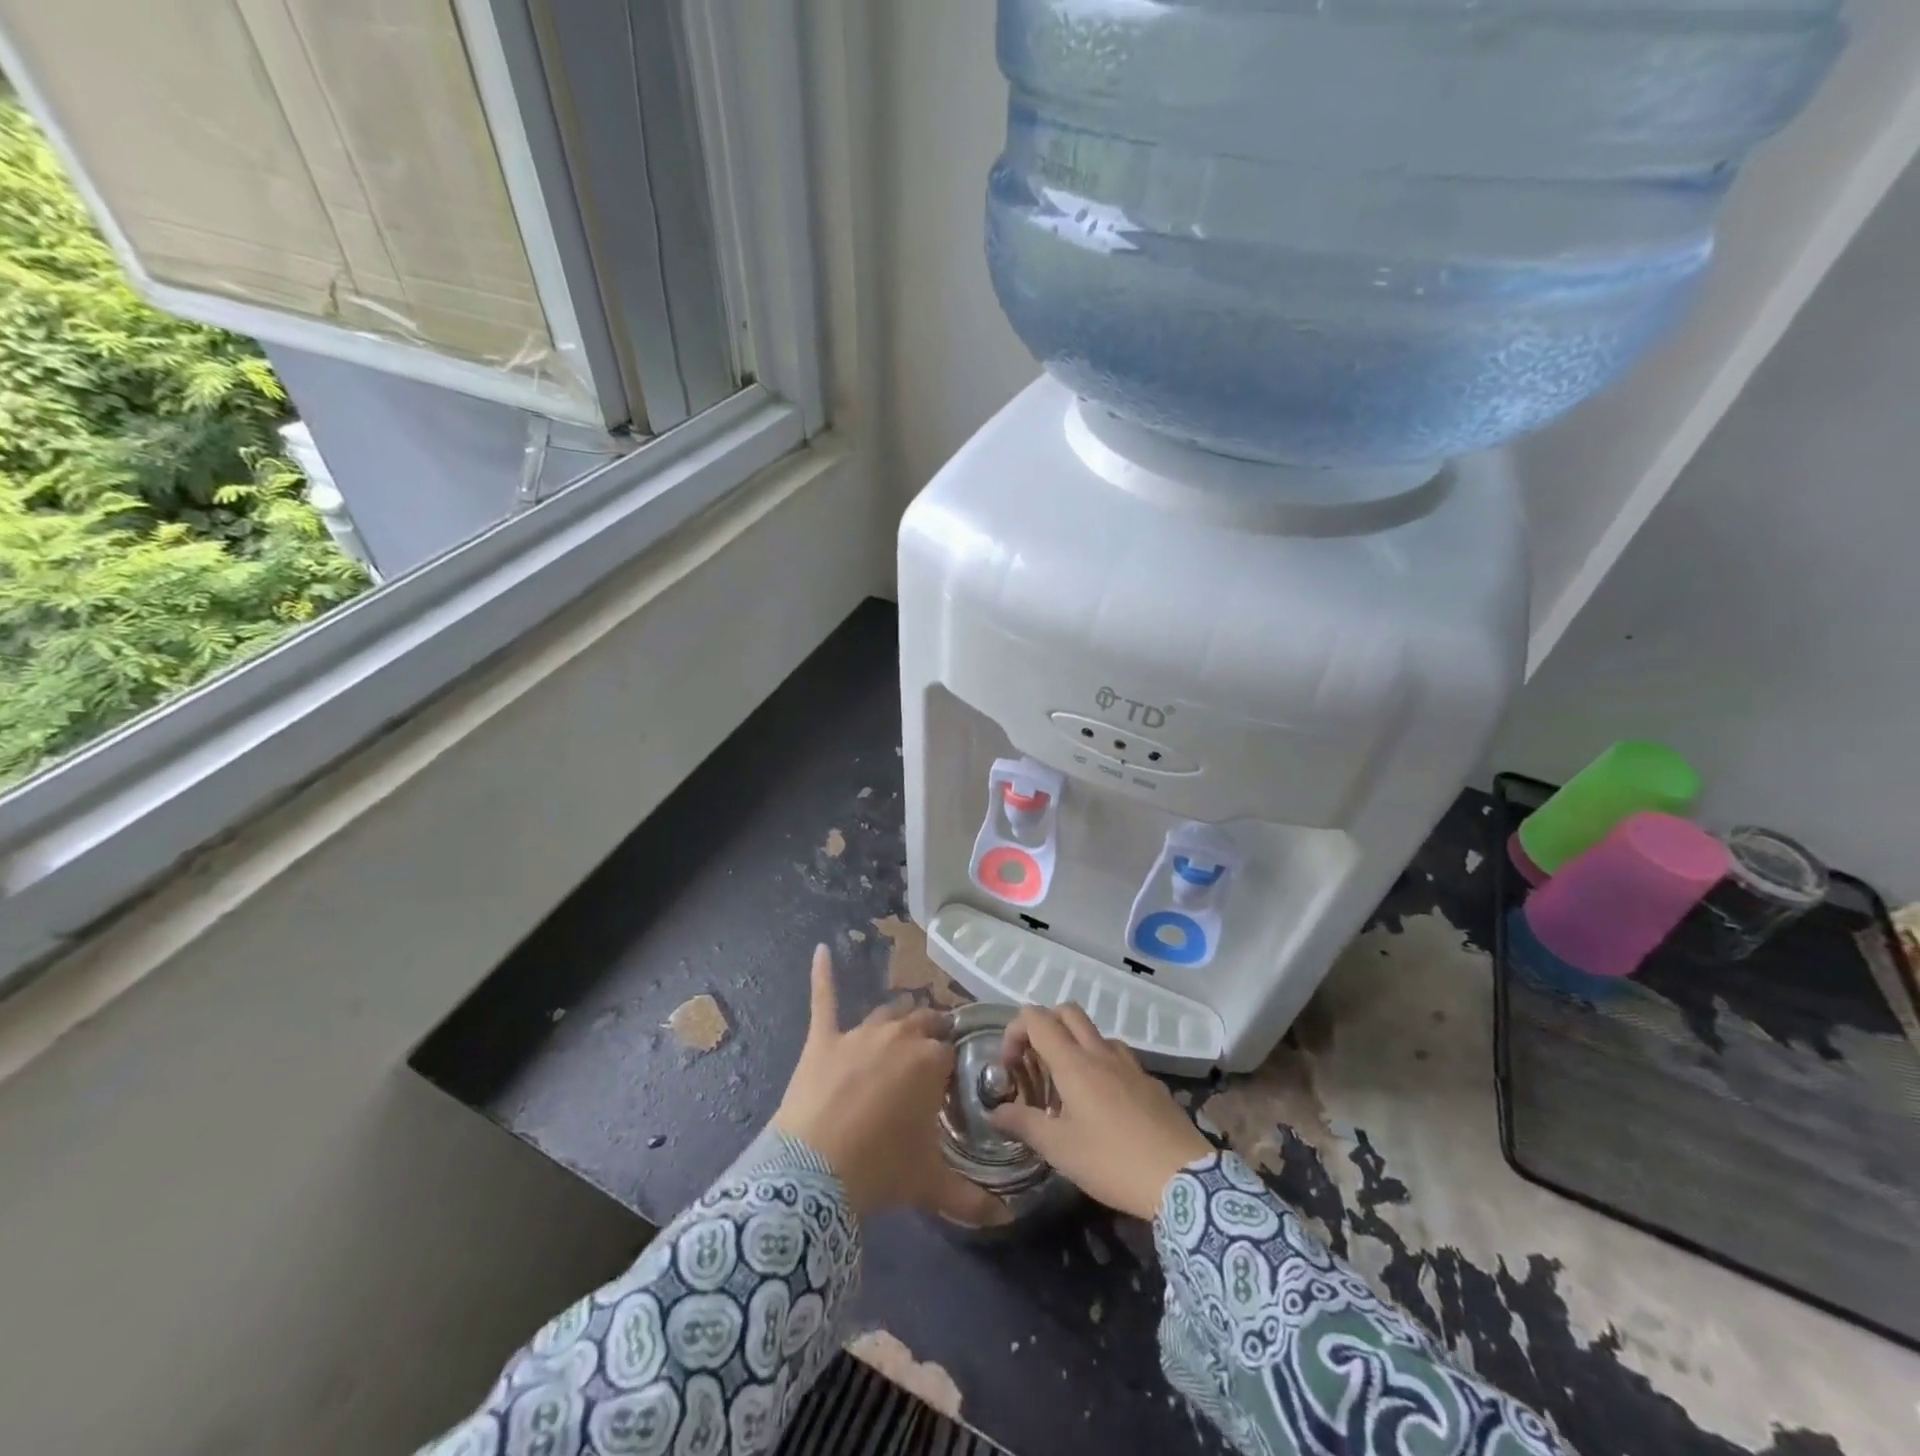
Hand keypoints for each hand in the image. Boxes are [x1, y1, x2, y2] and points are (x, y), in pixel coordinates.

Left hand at [772, 945, 1008, 1226]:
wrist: (814, 1174)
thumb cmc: (880, 1170)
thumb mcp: (930, 1186)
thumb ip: (973, 1200)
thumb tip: (1007, 1220)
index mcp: (930, 1061)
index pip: (950, 1053)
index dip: (950, 1071)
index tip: (948, 1088)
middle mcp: (900, 1036)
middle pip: (922, 1025)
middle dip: (929, 1038)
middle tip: (929, 1060)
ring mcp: (859, 1034)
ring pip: (886, 1015)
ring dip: (897, 1022)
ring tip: (902, 1031)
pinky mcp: (823, 1039)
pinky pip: (824, 999)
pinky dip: (822, 974)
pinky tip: (821, 951)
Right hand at [986, 1004, 1212, 1220]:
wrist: (1183, 1179)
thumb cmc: (1112, 1161)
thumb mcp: (1059, 1149)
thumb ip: (1023, 1124)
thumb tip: (994, 1111)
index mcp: (1073, 1063)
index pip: (1036, 1018)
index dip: (1015, 1031)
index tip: (1010, 1065)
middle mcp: (1100, 1052)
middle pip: (1067, 1011)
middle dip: (1044, 1026)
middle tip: (1036, 1063)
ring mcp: (1130, 1064)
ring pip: (1095, 1033)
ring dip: (1075, 1045)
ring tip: (1068, 1087)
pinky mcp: (1150, 1081)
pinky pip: (1118, 1057)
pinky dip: (1101, 1065)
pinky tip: (1103, 1106)